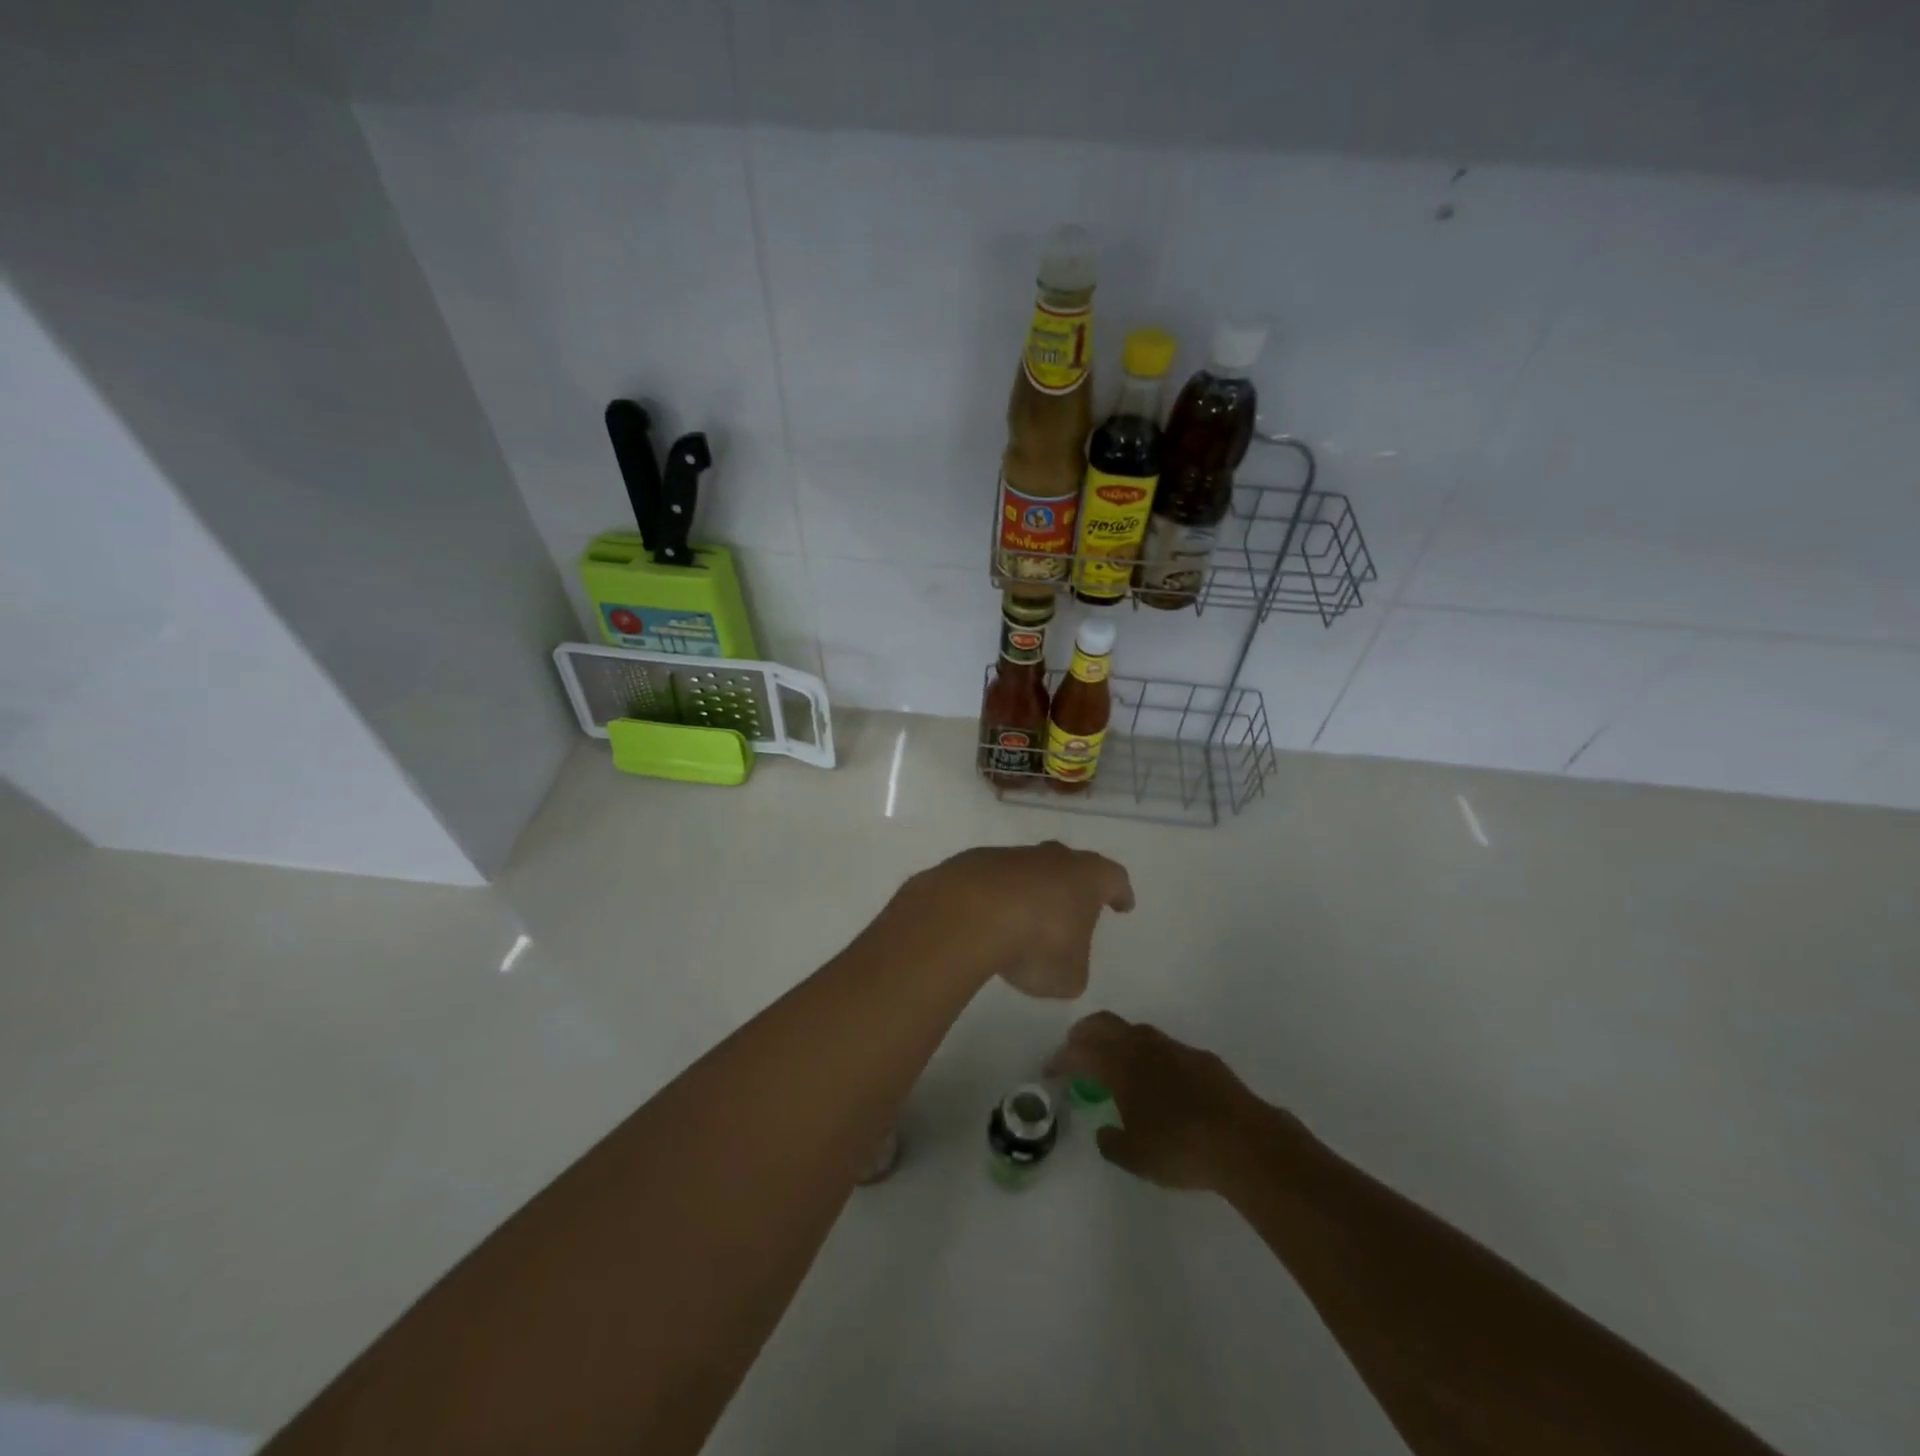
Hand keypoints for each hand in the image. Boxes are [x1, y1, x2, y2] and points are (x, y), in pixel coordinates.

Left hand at [891, 842, 1133, 998]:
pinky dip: (996, 897)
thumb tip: (1061, 962)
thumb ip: (1072, 967)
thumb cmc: (1037, 944)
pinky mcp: (974, 862)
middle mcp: (1052, 858)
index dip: (1120, 893)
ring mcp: (1011, 856)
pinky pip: (993, 880)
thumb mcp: (1069, 975)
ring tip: (1026, 921)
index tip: (1123, 905)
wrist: (969, 914)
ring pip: (1029, 870)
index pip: (1114, 878)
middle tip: (1075, 907)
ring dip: (1030, 891)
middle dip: (1073, 886)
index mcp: (1087, 877)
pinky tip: (989, 921)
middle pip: (1070, 864)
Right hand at [1048, 1012, 1283, 1191]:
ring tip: (1113, 1062)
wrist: (1244, 1142)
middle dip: (1083, 1034)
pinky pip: (1162, 1046)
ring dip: (1116, 1039)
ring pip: (1134, 1030)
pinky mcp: (1200, 1057)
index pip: (1080, 1052)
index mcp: (1120, 1066)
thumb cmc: (1181, 1149)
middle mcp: (1143, 1047)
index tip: (1051, 1070)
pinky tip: (1156, 1078)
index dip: (1061, 1059)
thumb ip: (1112, 1143)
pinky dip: (1146, 1054)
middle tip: (1074, 1050)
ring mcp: (1174, 1048)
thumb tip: (1105, 1132)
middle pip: (1104, 1024)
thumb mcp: (1136, 1158)